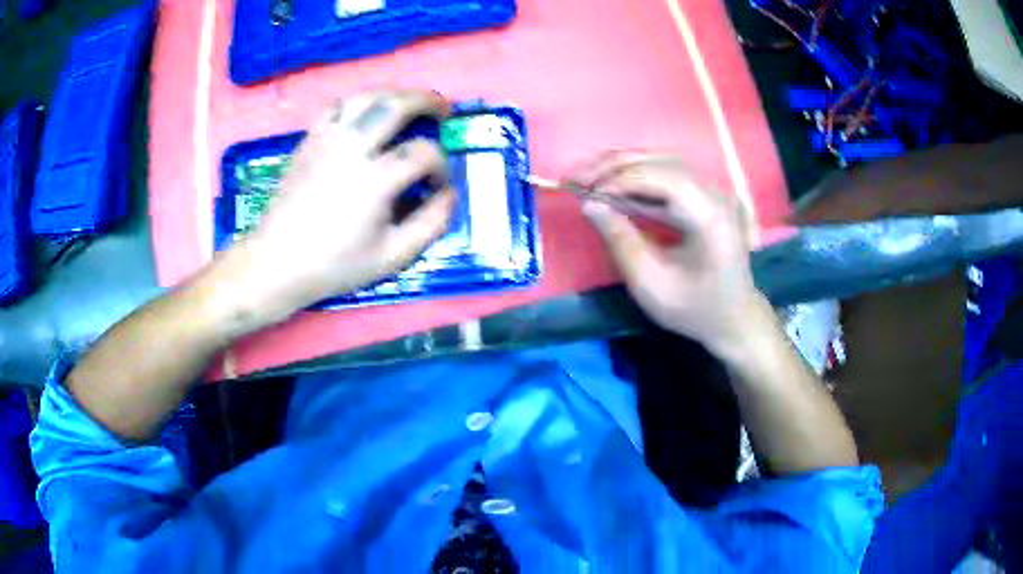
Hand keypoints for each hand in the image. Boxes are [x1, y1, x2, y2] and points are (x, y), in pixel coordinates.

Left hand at [221, 90, 455, 324]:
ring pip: (367, 96)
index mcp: (375, 179)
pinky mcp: (309, 140)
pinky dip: (360, 104)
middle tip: (443, 110)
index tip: (438, 186)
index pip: (424, 153)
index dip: (442, 166)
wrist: (277, 263)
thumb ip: (432, 223)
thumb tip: (451, 193)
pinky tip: (367, 116)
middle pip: (397, 104)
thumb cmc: (335, 264)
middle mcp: (352, 148)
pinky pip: (338, 107)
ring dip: (395, 95)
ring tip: (409, 105)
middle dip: (428, 101)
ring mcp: (327, 139)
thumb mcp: (393, 256)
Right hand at [571, 153, 765, 357]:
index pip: (659, 177)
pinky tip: (614, 185)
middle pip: (660, 161)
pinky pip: (668, 173)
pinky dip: (638, 175)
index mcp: (709, 215)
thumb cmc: (694, 310)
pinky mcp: (707, 195)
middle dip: (614, 166)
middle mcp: (715, 193)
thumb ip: (620, 240)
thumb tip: (589, 203)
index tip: (582, 193)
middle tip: (575, 178)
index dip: (617, 179)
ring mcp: (714, 190)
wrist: (734, 318)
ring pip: (662, 161)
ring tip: (589, 178)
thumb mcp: (650, 285)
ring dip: (623, 166)